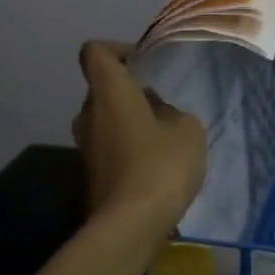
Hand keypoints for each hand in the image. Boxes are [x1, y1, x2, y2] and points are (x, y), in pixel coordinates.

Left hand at [72, 41, 207, 234]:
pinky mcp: (92, 173)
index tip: (144, 64)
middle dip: (131, 92)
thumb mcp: (188, 129)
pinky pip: (110, 146)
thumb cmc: (162, 165)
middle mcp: (89, 113)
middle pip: (104, 89)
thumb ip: (173, 112)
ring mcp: (86, 146)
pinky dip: (129, 147)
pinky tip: (157, 164)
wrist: (131, 224)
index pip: (95, 52)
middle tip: (164, 106)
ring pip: (107, 119)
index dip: (118, 50)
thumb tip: (159, 115)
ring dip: (131, 121)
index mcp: (110, 92)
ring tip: (165, 137)